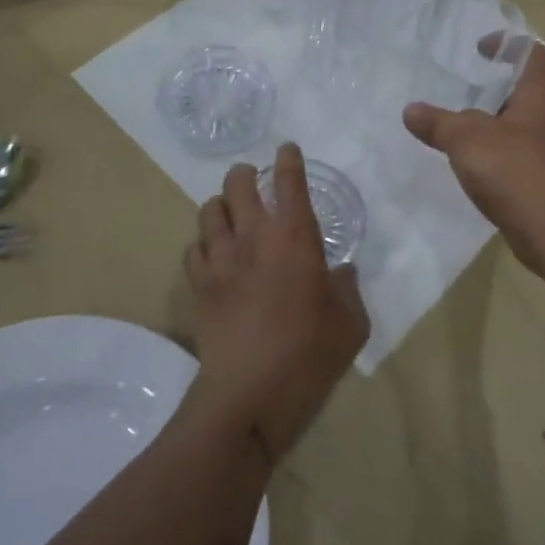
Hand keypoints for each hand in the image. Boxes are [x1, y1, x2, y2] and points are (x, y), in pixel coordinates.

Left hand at [182, 143, 369, 463]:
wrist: (250, 394)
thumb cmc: (310, 354)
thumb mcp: (351, 323)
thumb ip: (348, 290)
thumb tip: (341, 272)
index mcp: (295, 237)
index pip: (289, 181)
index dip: (288, 159)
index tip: (287, 150)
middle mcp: (253, 237)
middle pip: (237, 183)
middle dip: (245, 174)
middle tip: (254, 181)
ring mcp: (220, 260)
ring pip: (209, 210)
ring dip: (221, 206)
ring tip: (231, 215)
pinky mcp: (198, 286)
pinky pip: (193, 249)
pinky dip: (204, 245)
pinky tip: (214, 256)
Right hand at [402, 44, 544, 276]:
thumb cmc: (513, 169)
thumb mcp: (466, 138)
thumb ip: (438, 122)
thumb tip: (410, 110)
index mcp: (537, 96)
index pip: (530, 54)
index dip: (506, 44)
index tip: (478, 50)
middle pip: (525, 90)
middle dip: (495, 87)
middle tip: (463, 89)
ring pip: (519, 125)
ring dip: (493, 123)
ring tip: (459, 127)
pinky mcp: (541, 180)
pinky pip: (516, 155)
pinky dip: (495, 153)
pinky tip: (471, 164)